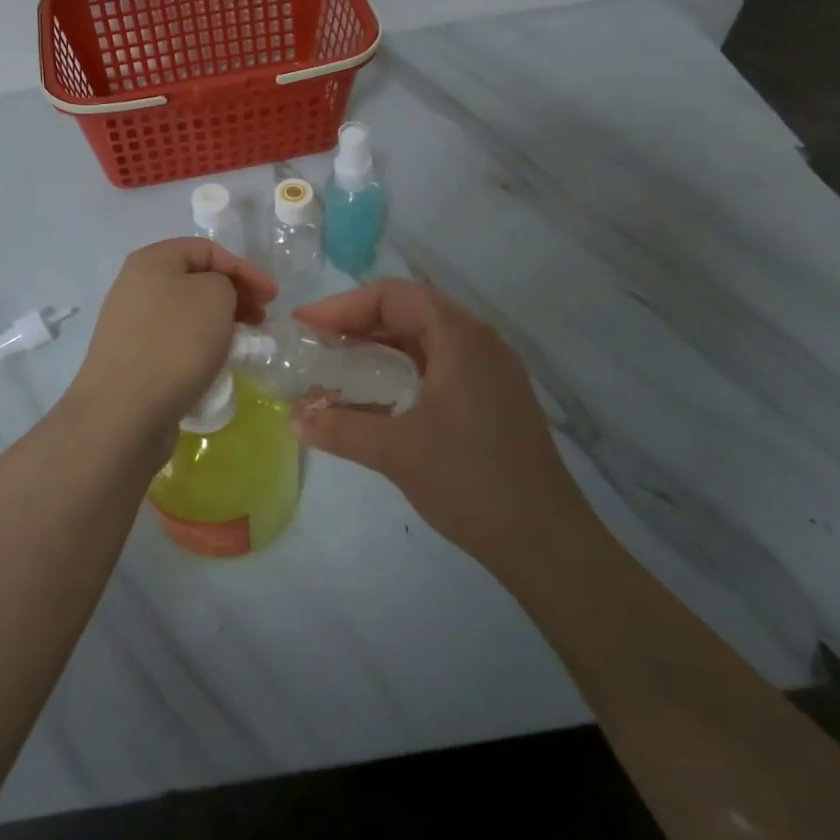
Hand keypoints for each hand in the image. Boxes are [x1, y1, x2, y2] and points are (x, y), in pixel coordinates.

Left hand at [69, 239, 275, 455]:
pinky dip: (199, 345)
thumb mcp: (215, 296)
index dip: (244, 268)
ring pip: (186, 312)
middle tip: (261, 318)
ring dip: (218, 321)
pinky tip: (214, 363)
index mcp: (151, 261)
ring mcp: (130, 324)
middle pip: (194, 280)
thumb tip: (215, 299)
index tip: (273, 296)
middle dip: (233, 294)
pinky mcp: (132, 358)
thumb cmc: (175, 342)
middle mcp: (135, 286)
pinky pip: (174, 341)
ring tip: (241, 342)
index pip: (206, 249)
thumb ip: (225, 283)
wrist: (125, 411)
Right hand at [291, 280, 585, 565]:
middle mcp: (479, 342)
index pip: (393, 296)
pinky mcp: (492, 397)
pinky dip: (402, 367)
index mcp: (460, 338)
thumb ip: (340, 429)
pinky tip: (377, 393)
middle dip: (359, 322)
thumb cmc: (470, 482)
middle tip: (317, 342)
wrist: (546, 543)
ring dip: (380, 345)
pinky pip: (439, 363)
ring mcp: (490, 370)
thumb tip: (293, 419)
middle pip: (410, 310)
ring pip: (425, 338)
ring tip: (338, 363)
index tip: (306, 326)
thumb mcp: (396, 452)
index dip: (343, 306)